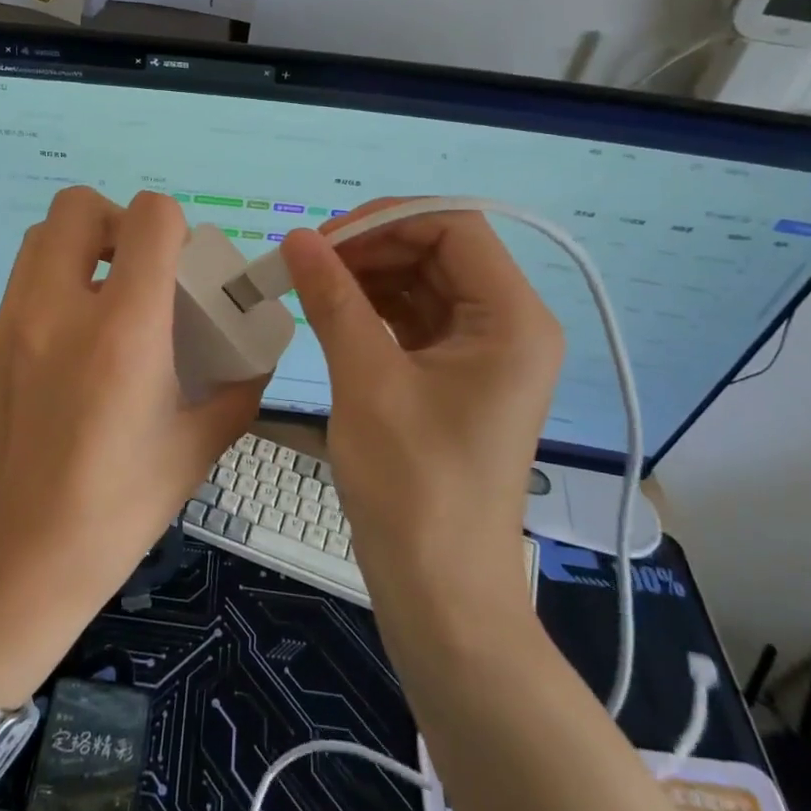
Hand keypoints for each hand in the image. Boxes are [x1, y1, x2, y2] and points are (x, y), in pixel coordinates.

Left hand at [0, 188, 265, 706]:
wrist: (28, 562)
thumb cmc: (124, 505)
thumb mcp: (201, 444)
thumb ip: (240, 386)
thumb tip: (258, 353)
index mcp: (123, 332)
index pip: (148, 219)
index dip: (173, 223)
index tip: (180, 260)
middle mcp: (57, 313)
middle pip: (76, 207)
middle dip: (115, 221)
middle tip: (136, 267)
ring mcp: (9, 330)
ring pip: (38, 241)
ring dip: (76, 250)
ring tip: (101, 298)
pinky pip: (19, 295)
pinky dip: (49, 299)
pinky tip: (65, 355)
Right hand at [279, 200, 562, 606]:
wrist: (439, 590)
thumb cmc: (412, 486)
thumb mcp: (367, 381)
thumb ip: (334, 300)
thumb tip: (297, 238)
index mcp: (512, 319)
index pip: (452, 227)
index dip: (386, 220)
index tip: (324, 240)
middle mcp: (510, 325)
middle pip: (439, 251)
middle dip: (373, 247)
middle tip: (308, 263)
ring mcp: (485, 352)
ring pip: (424, 282)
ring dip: (369, 275)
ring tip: (312, 286)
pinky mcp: (459, 375)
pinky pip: (417, 318)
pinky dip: (375, 308)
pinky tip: (334, 311)